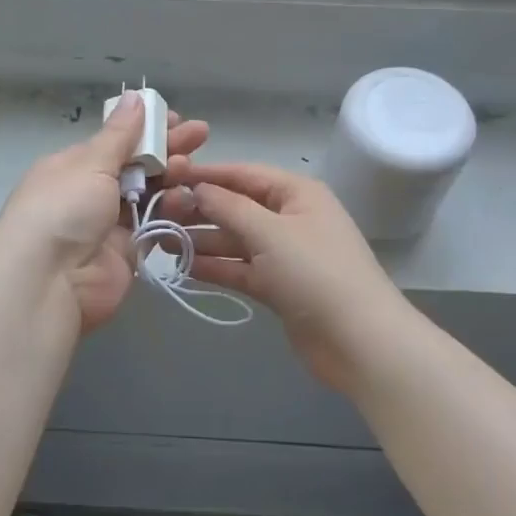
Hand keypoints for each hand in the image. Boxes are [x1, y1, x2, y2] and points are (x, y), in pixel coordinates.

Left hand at [0, 91, 209, 333]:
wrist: (48, 282)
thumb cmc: (63, 209)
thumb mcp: (90, 163)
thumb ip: (119, 134)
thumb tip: (134, 96)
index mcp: (74, 165)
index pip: (116, 141)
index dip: (147, 129)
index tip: (176, 119)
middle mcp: (91, 192)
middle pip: (136, 165)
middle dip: (167, 149)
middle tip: (200, 135)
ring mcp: (109, 224)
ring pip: (149, 194)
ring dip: (172, 179)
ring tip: (191, 168)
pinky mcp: (127, 252)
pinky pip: (154, 225)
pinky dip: (171, 211)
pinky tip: (189, 198)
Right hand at [176, 164, 404, 390]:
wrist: (359, 341)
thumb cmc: (316, 273)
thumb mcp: (270, 232)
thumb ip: (229, 207)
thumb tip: (197, 188)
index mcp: (297, 193)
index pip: (244, 174)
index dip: (207, 175)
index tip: (167, 177)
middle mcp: (291, 218)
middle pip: (238, 207)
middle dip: (200, 210)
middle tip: (156, 214)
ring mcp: (286, 254)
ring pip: (236, 240)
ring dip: (202, 240)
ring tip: (160, 241)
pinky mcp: (279, 286)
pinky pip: (241, 268)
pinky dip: (216, 267)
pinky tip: (183, 266)